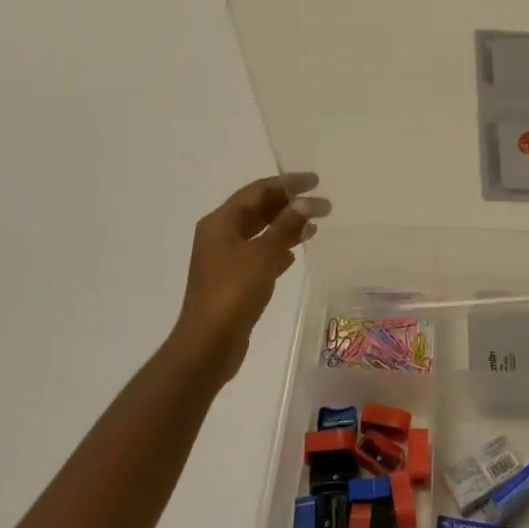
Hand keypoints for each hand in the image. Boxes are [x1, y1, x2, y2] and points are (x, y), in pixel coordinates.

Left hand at [172, 174, 329, 382]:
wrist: (208, 346)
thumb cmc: (233, 293)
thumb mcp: (263, 254)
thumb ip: (286, 225)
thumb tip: (307, 201)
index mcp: (220, 222)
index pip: (257, 191)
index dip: (287, 183)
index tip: (316, 181)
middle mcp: (220, 235)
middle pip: (258, 209)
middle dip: (288, 204)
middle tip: (321, 202)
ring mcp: (225, 259)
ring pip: (260, 233)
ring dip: (285, 226)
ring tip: (315, 225)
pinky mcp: (233, 281)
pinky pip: (259, 255)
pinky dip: (277, 250)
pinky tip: (295, 254)